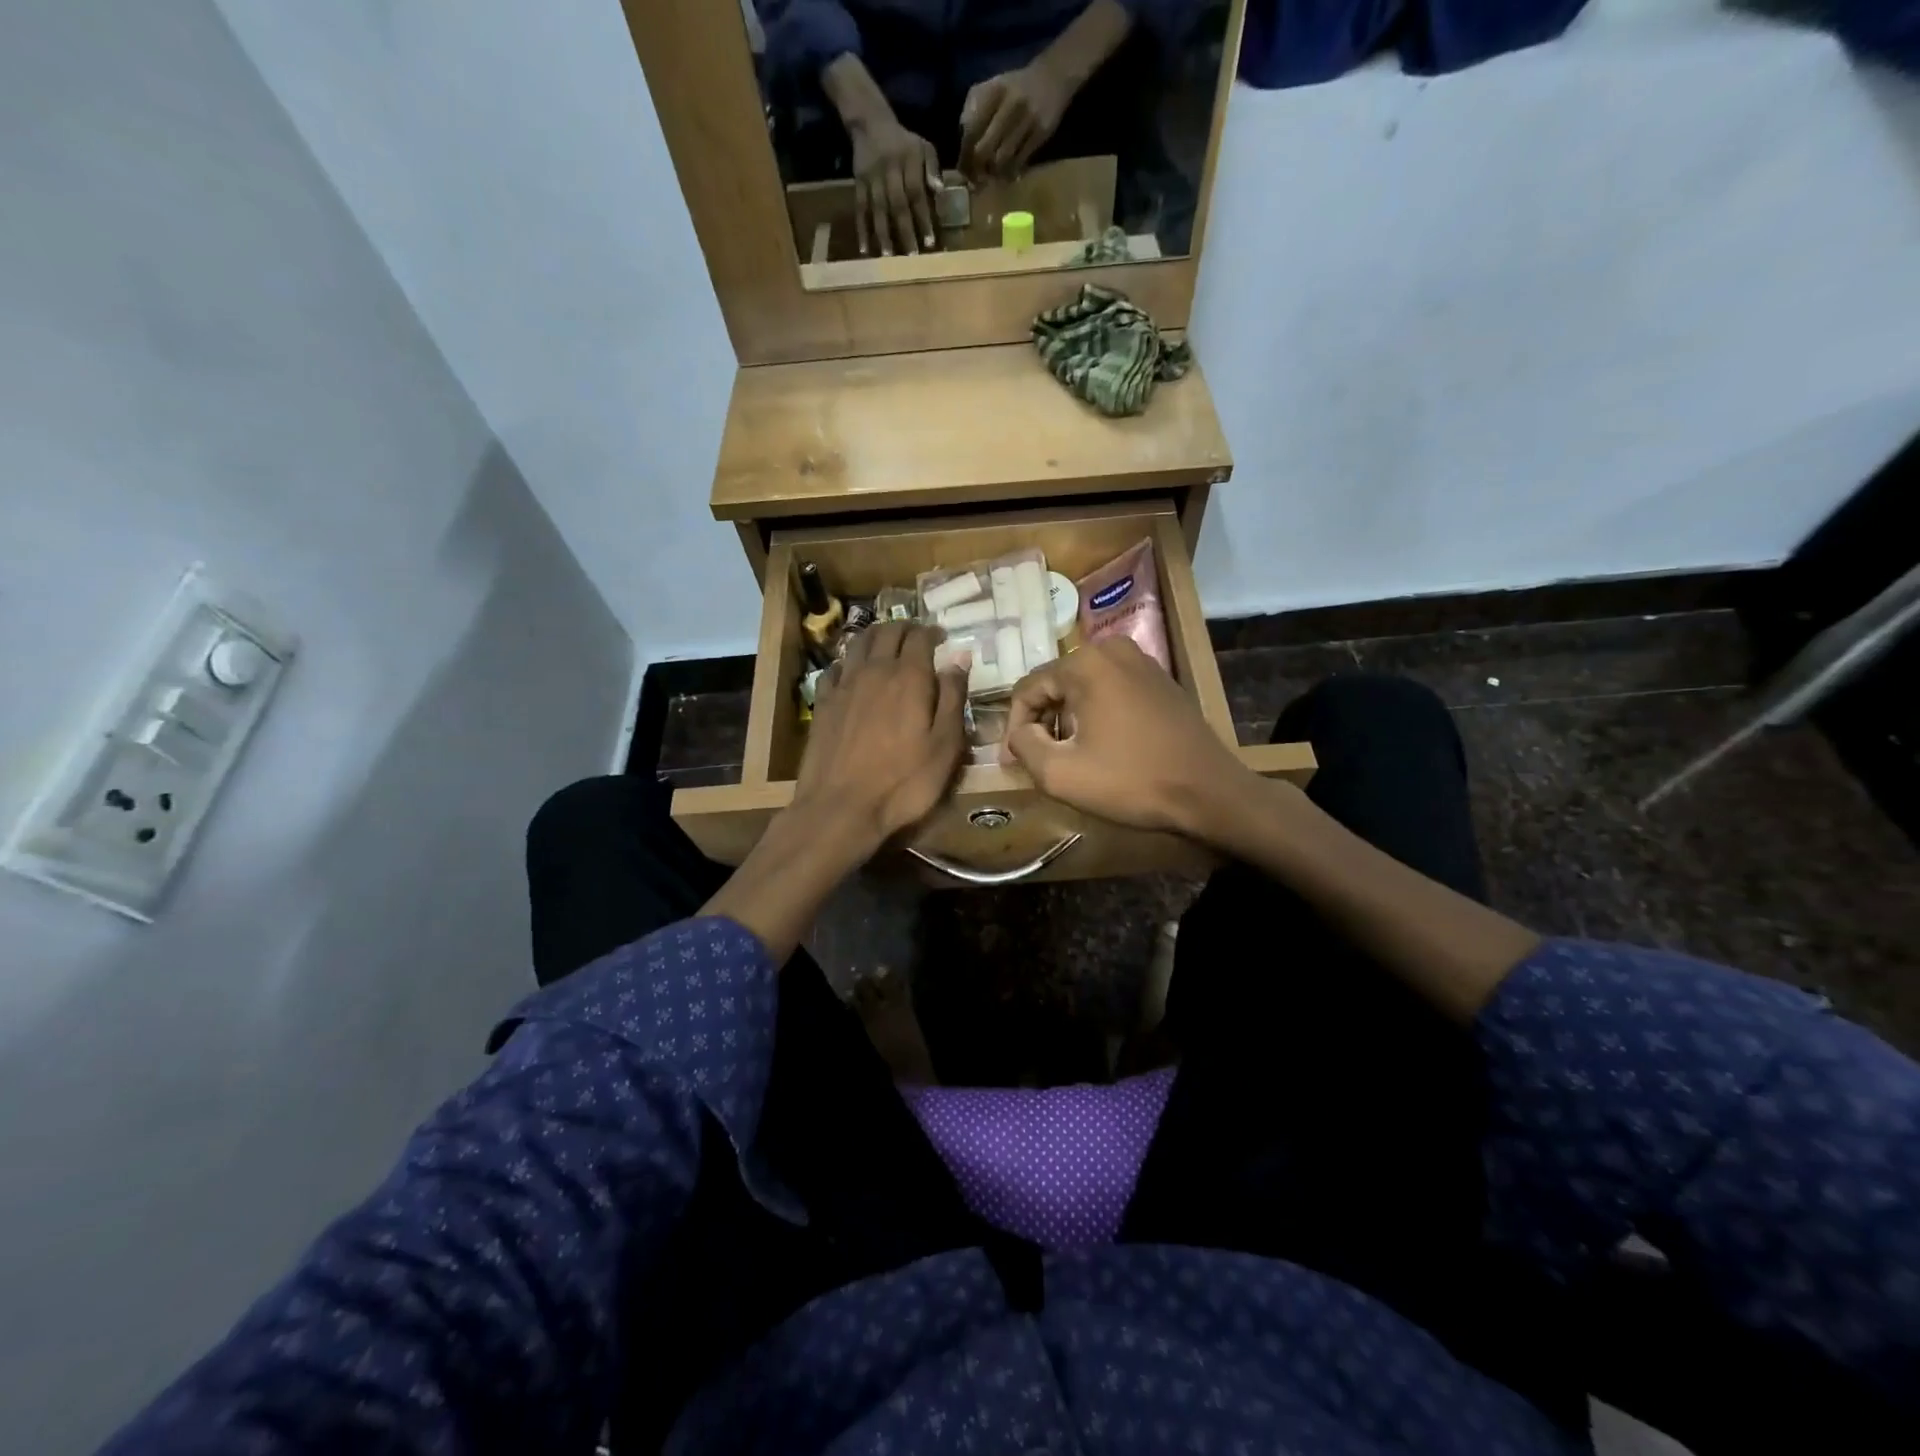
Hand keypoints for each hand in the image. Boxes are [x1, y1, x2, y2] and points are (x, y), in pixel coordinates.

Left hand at [796, 622, 967, 857]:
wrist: (841, 808)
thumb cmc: (903, 782)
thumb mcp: (945, 746)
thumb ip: (953, 698)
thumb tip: (959, 658)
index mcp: (908, 677)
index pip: (920, 636)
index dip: (932, 632)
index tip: (941, 637)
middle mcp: (874, 670)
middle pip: (887, 632)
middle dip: (905, 628)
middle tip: (917, 637)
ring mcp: (844, 685)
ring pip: (859, 643)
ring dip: (876, 637)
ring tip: (887, 644)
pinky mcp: (823, 703)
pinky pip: (835, 667)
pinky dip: (849, 661)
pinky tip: (852, 671)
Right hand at [848, 116, 939, 255]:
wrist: (869, 122)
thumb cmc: (902, 141)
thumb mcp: (923, 145)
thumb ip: (932, 167)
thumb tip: (940, 191)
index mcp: (908, 161)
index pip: (917, 193)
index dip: (923, 218)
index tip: (930, 243)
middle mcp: (890, 171)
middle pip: (898, 205)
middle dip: (905, 232)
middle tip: (911, 258)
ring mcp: (872, 178)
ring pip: (878, 209)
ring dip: (882, 234)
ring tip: (888, 257)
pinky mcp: (858, 183)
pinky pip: (859, 209)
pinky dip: (861, 229)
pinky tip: (864, 249)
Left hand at [959, 64, 1071, 178]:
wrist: (1053, 77)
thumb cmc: (1016, 88)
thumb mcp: (992, 87)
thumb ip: (974, 108)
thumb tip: (963, 140)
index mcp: (993, 91)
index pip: (971, 131)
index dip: (964, 155)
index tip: (963, 171)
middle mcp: (1010, 104)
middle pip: (984, 150)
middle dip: (977, 169)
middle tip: (976, 179)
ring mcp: (1027, 119)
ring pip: (1002, 159)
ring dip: (994, 173)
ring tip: (991, 176)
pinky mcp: (1040, 133)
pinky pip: (1020, 162)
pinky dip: (1010, 172)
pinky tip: (1007, 173)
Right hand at [1004, 637, 1250, 836]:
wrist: (1209, 792)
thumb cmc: (1131, 781)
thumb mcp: (1060, 774)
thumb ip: (1024, 746)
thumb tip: (1020, 732)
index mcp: (1085, 662)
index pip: (1027, 688)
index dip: (1014, 727)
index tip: (1014, 762)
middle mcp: (1112, 649)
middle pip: (1055, 684)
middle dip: (1042, 722)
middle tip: (1039, 761)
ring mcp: (1141, 661)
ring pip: (1082, 687)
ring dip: (1068, 720)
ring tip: (1068, 757)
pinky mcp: (1160, 679)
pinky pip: (1110, 690)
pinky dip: (1096, 714)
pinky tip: (1101, 747)